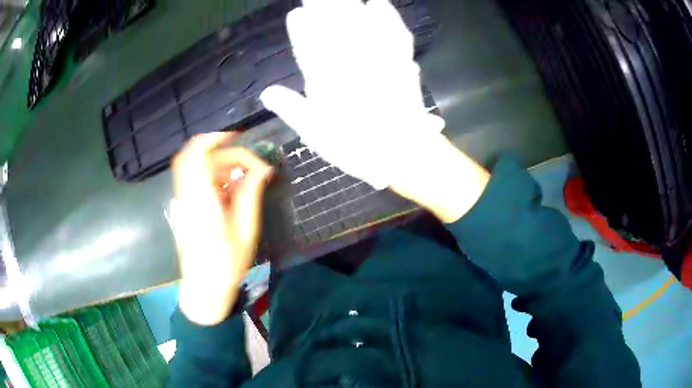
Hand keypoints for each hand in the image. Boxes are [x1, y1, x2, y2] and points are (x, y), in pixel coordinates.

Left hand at [171, 133, 272, 325]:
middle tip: (243, 162)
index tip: (242, 141)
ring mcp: (184, 200)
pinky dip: (211, 175)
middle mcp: (188, 195)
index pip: (199, 156)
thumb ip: (250, 194)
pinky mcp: (185, 206)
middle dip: (220, 149)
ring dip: (217, 163)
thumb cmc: (227, 263)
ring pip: (193, 165)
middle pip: (193, 155)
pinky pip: (194, 178)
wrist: (204, 286)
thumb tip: (262, 168)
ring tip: (239, 180)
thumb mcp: (246, 230)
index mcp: (203, 201)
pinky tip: (228, 190)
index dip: (216, 139)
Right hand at [261, 0, 488, 222]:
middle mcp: (350, 61)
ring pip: (361, 21)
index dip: (301, 28)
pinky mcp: (401, 59)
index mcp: (326, 79)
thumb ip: (291, 108)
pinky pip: (394, 30)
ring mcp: (378, 57)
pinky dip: (387, 15)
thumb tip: (266, 92)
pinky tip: (379, 3)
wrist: (404, 152)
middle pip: (333, 26)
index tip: (296, 14)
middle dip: (322, 7)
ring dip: (350, 5)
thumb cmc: (357, 146)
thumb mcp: (317, 133)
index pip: (308, 45)